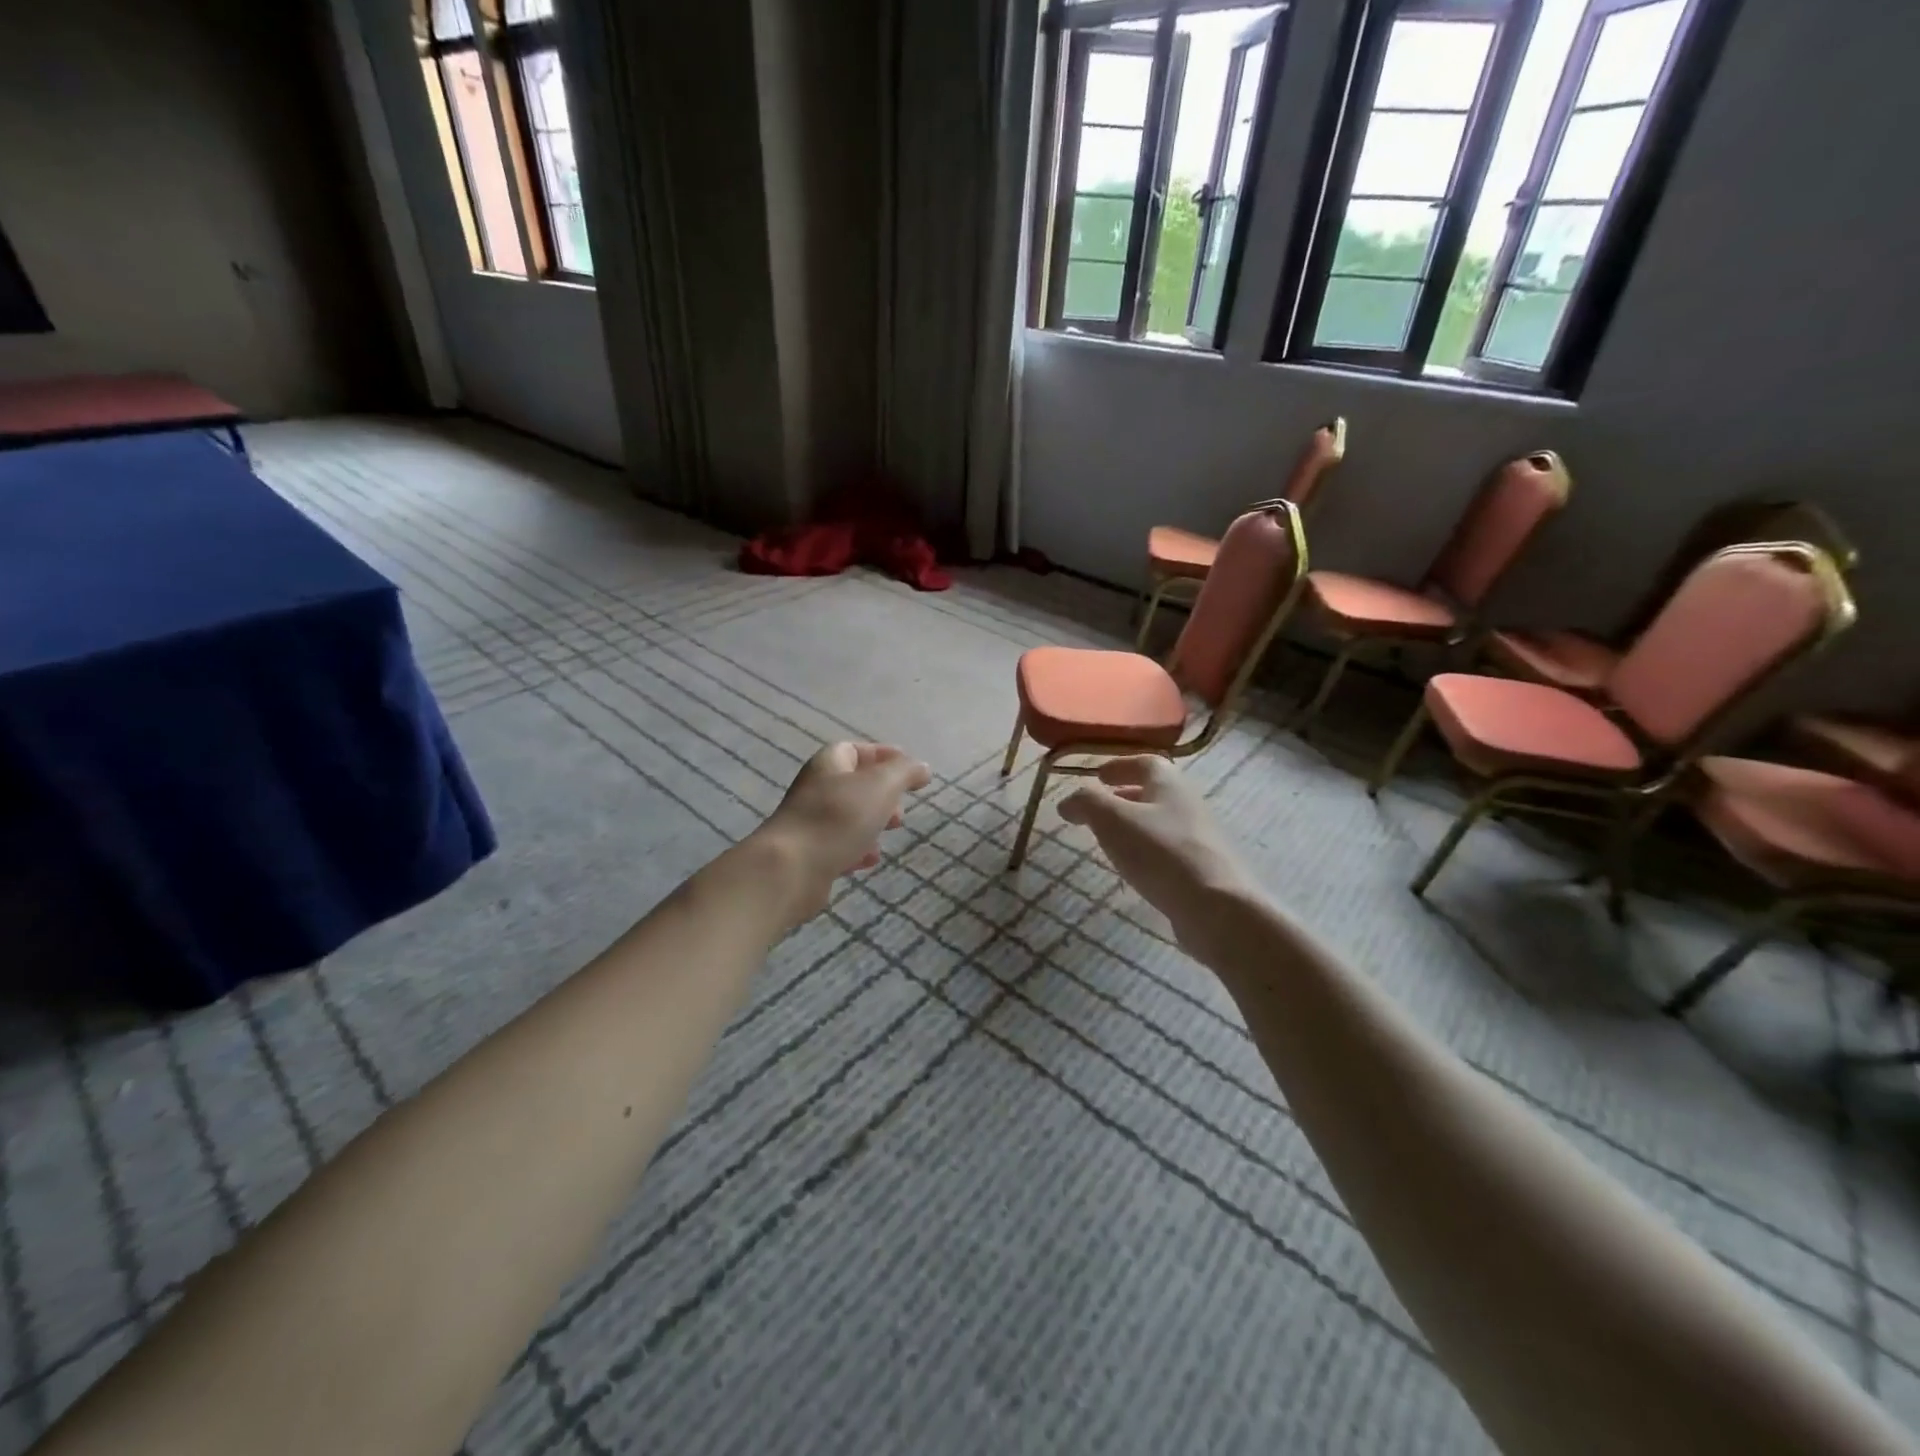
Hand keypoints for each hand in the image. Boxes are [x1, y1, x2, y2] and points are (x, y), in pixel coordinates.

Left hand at [756, 742, 931, 924]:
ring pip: (849, 817)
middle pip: (854, 785)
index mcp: (828, 765)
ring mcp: (810, 823)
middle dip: (883, 795)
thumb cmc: (837, 817)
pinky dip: (857, 850)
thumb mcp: (880, 785)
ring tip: (891, 833)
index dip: (883, 755)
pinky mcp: (809, 855)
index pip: (855, 750)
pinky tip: (869, 861)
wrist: (791, 870)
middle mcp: (816, 790)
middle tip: (900, 810)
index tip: (910, 768)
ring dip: (873, 823)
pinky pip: (839, 846)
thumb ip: (904, 772)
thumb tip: (922, 767)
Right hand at [1059, 757, 1254, 946]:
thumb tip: (1068, 801)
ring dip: (1135, 826)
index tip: (1098, 776)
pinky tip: (1134, 870)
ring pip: (1161, 823)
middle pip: (1154, 793)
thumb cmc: (1160, 852)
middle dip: (1124, 797)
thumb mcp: (1112, 819)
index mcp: (1169, 784)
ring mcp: (1199, 839)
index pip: (1145, 763)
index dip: (1119, 766)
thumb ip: (1087, 802)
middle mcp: (1188, 805)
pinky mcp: (1202, 871)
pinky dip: (1148, 852)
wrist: (1216, 907)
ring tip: (1110, 841)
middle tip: (1098, 810)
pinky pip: (1168, 852)